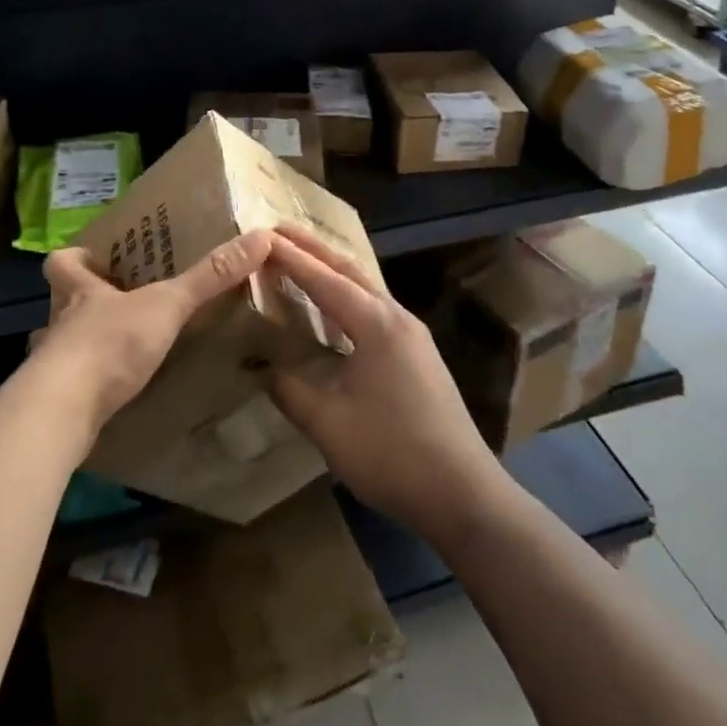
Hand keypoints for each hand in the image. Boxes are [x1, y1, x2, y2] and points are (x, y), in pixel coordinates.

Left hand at [36, 230, 273, 434]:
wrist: (64, 412)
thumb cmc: (110, 344)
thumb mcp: (166, 305)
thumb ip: (210, 277)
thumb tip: (260, 237)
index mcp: (79, 291)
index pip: (61, 262)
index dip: (75, 258)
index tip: (94, 258)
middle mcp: (59, 323)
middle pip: (59, 304)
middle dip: (83, 304)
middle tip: (117, 305)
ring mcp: (53, 365)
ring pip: (61, 346)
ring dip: (83, 346)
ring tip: (115, 352)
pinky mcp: (55, 402)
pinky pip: (69, 386)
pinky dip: (88, 386)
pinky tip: (110, 395)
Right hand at [266, 225, 504, 544]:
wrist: (464, 494)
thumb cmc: (393, 454)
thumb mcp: (329, 425)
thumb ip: (291, 390)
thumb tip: (263, 368)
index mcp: (376, 324)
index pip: (324, 280)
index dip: (291, 258)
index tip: (261, 236)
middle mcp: (397, 318)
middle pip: (350, 271)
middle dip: (314, 249)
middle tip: (279, 231)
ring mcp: (412, 336)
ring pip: (366, 288)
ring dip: (332, 271)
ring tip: (301, 259)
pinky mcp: (418, 355)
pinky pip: (375, 308)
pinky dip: (347, 296)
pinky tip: (335, 310)